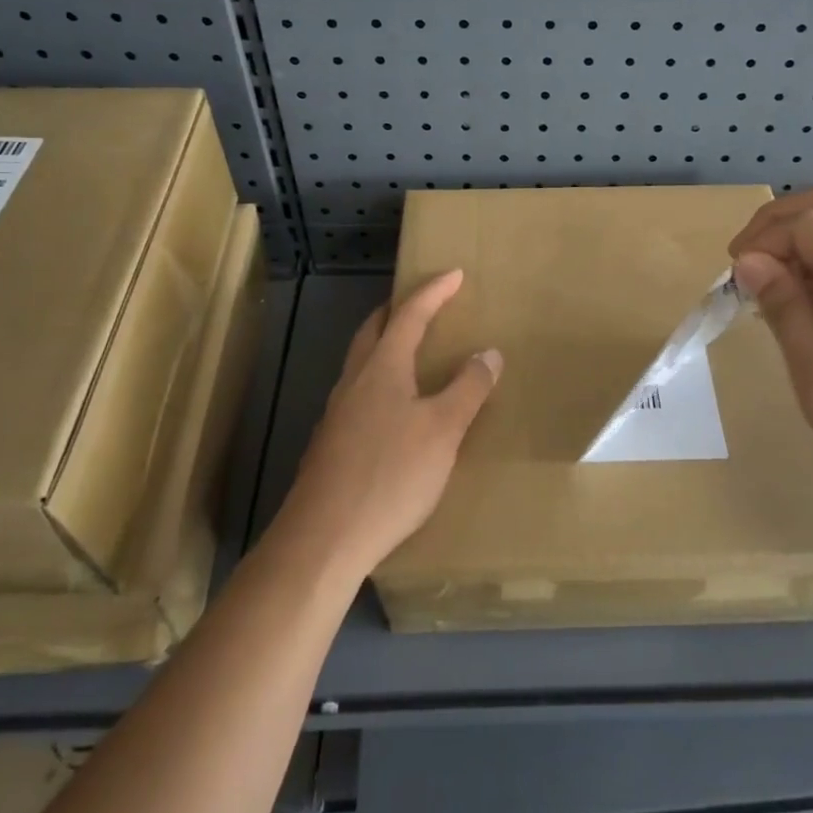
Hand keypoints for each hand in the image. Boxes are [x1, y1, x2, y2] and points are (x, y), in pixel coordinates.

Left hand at [275, 270, 501, 580]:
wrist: (324, 538)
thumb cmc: (391, 474)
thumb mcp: (443, 430)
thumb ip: (467, 389)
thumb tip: (488, 353)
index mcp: (382, 368)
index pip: (410, 315)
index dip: (433, 291)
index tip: (454, 274)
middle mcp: (354, 381)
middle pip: (374, 330)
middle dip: (399, 311)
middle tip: (425, 304)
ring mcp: (336, 413)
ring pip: (361, 363)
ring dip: (385, 346)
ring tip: (411, 353)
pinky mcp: (330, 444)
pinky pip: (358, 394)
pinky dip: (379, 382)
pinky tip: (392, 410)